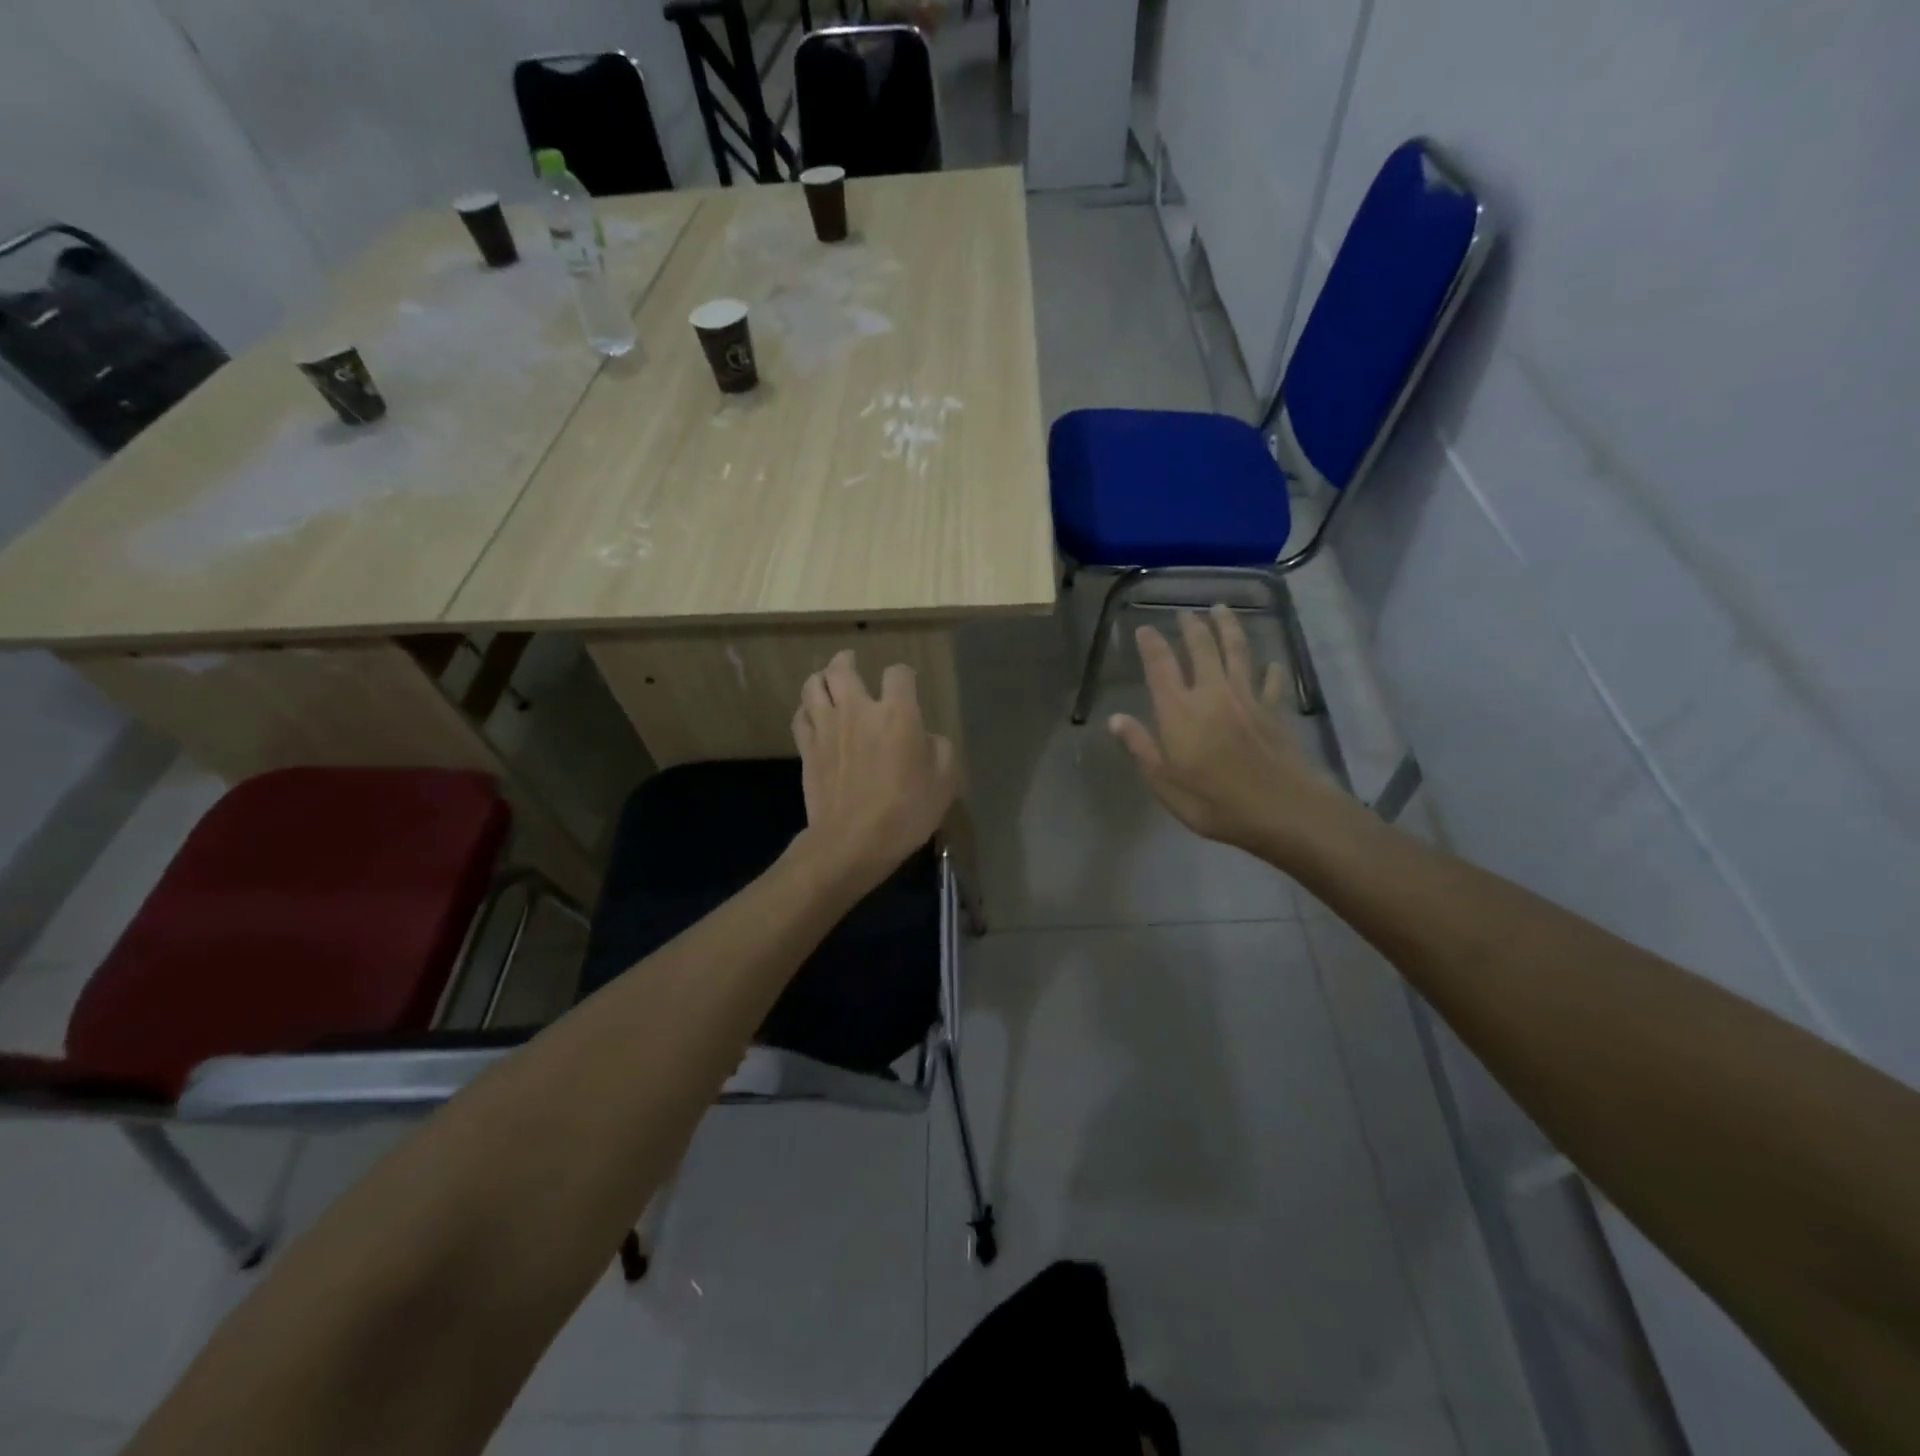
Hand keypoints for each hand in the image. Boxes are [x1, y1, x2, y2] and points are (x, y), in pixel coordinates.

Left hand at [791, 650, 958, 891]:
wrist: (853, 841)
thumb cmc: (906, 811)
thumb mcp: (945, 781)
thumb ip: (939, 749)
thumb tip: (926, 737)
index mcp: (897, 713)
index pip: (899, 673)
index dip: (904, 676)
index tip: (906, 686)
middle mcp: (858, 710)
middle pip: (843, 668)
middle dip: (847, 660)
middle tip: (851, 661)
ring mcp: (827, 727)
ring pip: (814, 685)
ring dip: (821, 678)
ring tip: (827, 680)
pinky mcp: (807, 748)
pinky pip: (800, 715)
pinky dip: (806, 709)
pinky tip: (812, 714)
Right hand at [1109, 606, 1337, 854]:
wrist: (1280, 809)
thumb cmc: (1213, 802)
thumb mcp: (1164, 783)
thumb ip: (1141, 747)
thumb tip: (1116, 719)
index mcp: (1179, 711)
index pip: (1160, 667)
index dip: (1151, 645)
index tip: (1145, 629)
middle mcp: (1212, 694)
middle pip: (1202, 649)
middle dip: (1192, 627)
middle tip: (1186, 613)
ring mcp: (1247, 699)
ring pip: (1237, 652)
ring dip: (1229, 628)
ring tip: (1222, 610)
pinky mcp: (1274, 711)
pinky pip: (1272, 681)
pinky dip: (1272, 669)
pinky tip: (1272, 662)